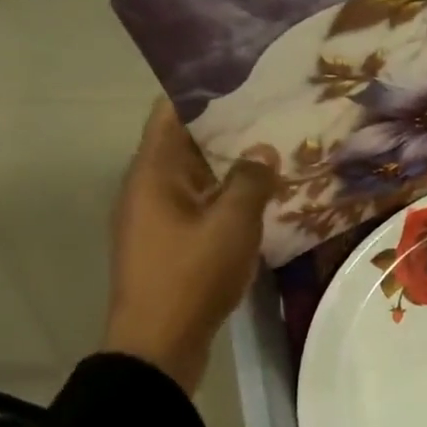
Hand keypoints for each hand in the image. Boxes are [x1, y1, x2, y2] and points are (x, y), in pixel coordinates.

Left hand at [103, 100, 273, 393]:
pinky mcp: (168, 245)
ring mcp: (156, 218)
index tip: (247, 82)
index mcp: (154, 172)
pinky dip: (227, 199)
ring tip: (278, 157)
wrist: (158, 344)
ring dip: (232, 169)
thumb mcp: (232, 223)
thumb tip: (263, 151)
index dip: (206, 92)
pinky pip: (200, 208)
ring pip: (197, 179)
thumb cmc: (192, 274)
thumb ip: (251, 180)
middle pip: (187, 144)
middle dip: (230, 131)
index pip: (172, 112)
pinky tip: (263, 203)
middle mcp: (148, 187)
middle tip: (276, 119)